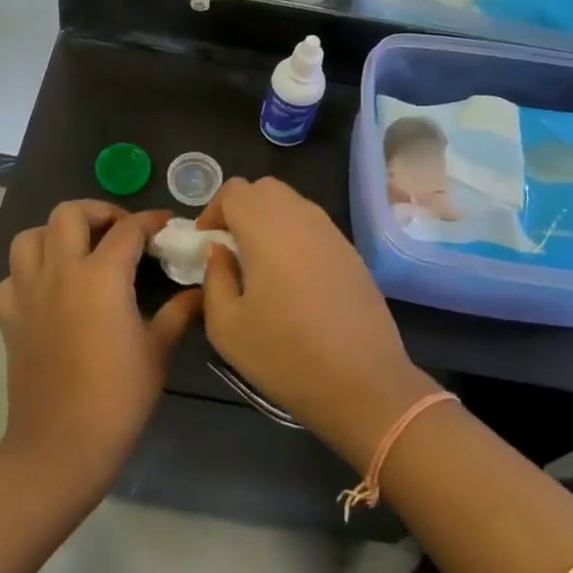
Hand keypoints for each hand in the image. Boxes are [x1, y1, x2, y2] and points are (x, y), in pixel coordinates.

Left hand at [0, 202, 201, 494]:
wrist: (61, 448)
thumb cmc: (118, 398)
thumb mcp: (158, 351)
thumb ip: (178, 312)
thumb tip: (200, 291)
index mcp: (101, 276)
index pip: (128, 229)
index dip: (150, 220)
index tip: (165, 224)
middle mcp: (61, 272)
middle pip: (69, 214)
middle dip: (97, 211)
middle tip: (118, 230)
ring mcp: (29, 293)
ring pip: (30, 237)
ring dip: (54, 234)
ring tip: (78, 250)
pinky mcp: (10, 318)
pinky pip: (11, 277)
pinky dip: (28, 273)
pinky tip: (48, 289)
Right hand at [198, 178, 439, 467]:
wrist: (364, 383)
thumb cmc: (286, 355)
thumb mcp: (227, 327)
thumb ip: (215, 278)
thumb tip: (220, 251)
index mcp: (265, 227)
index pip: (233, 190)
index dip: (213, 211)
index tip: (207, 243)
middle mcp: (300, 216)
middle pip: (264, 189)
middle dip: (241, 209)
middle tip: (231, 248)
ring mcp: (330, 232)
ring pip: (292, 204)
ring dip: (269, 220)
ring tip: (260, 264)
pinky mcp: (351, 251)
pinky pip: (313, 226)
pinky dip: (295, 236)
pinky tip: (293, 278)